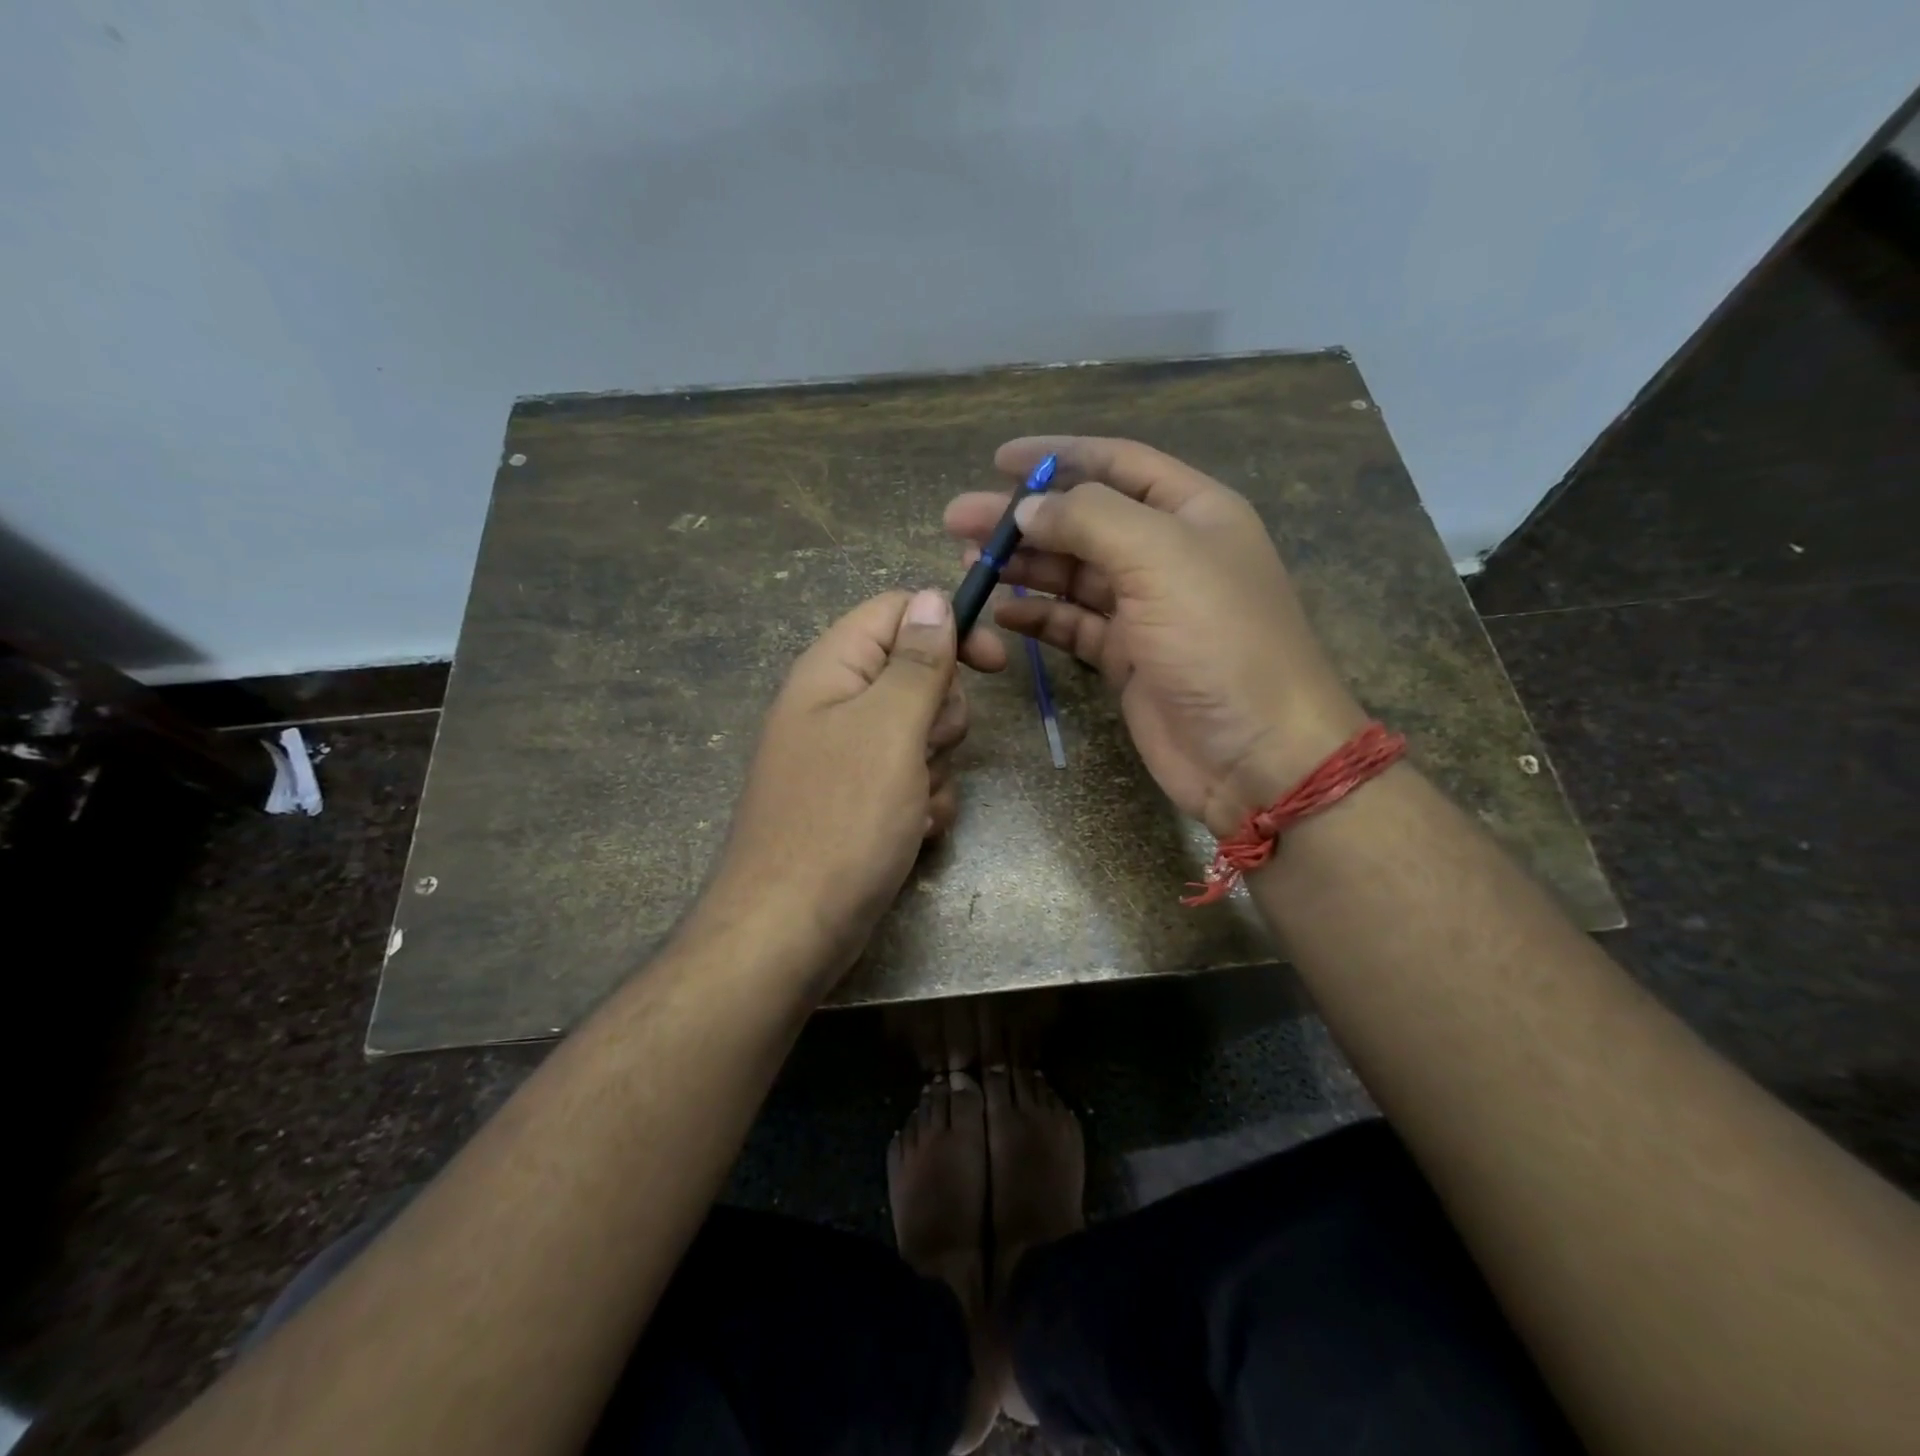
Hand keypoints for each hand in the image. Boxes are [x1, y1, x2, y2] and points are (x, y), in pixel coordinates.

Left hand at [704, 589, 1001, 986]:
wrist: (790, 929)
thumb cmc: (841, 820)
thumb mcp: (889, 729)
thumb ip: (915, 661)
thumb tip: (931, 597)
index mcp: (832, 670)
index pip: (897, 612)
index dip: (948, 626)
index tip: (993, 663)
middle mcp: (836, 706)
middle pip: (917, 676)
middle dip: (941, 715)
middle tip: (927, 749)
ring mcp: (848, 758)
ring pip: (923, 734)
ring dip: (937, 768)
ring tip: (914, 804)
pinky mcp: (860, 802)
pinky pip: (913, 780)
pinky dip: (924, 803)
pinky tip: (913, 832)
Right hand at [944, 437, 1364, 836]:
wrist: (1257, 752)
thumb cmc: (1219, 640)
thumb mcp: (1159, 558)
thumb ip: (1089, 520)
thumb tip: (1028, 508)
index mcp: (1192, 512)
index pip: (1116, 464)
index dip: (1058, 454)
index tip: (998, 459)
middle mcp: (1168, 554)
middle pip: (1084, 521)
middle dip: (1024, 518)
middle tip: (959, 520)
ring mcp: (1146, 609)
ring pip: (1073, 574)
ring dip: (1024, 566)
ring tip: (970, 564)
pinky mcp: (1127, 658)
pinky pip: (1073, 625)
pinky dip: (1038, 618)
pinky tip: (1002, 615)